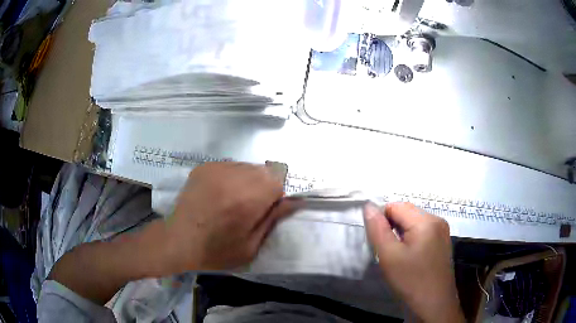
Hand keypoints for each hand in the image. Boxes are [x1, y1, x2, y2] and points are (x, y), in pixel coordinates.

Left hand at [165, 162, 298, 271]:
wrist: (177, 241)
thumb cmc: (216, 251)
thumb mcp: (250, 246)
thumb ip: (273, 220)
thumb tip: (294, 201)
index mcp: (246, 200)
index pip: (278, 181)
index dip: (275, 197)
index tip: (264, 211)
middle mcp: (232, 177)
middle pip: (264, 171)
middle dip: (264, 187)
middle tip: (249, 208)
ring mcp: (215, 169)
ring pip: (247, 167)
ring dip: (248, 181)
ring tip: (232, 201)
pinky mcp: (204, 167)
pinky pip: (230, 166)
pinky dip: (232, 178)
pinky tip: (219, 194)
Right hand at [363, 202, 464, 322]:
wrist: (434, 304)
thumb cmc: (411, 280)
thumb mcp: (389, 256)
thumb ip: (377, 229)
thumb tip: (368, 206)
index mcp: (426, 220)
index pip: (396, 206)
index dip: (382, 220)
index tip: (379, 242)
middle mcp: (437, 220)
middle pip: (407, 213)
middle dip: (392, 227)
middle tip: (388, 251)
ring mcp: (442, 231)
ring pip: (414, 223)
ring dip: (401, 234)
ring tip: (398, 256)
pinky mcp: (443, 242)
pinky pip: (423, 232)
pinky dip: (411, 240)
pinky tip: (410, 258)